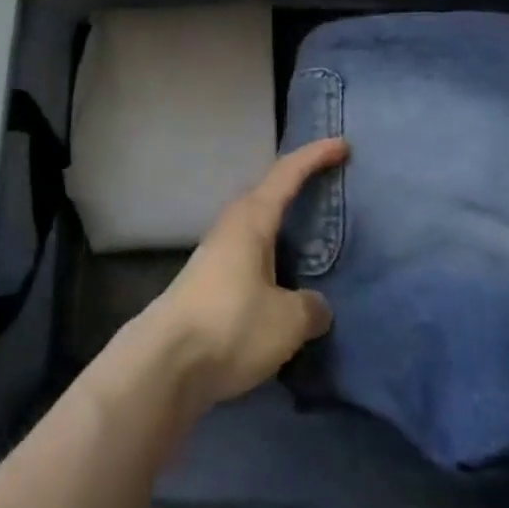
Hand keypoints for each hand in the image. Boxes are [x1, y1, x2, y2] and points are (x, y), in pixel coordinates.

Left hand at [139, 138, 348, 410]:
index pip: (288, 173)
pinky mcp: (210, 285)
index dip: (316, 156)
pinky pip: (252, 258)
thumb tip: (315, 307)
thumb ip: (310, 308)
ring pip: (259, 228)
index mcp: (252, 218)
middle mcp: (232, 226)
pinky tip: (286, 284)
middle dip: (298, 186)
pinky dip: (274, 260)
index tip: (343, 145)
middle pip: (270, 194)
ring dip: (284, 228)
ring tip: (313, 238)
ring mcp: (217, 254)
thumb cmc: (231, 324)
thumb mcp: (287, 320)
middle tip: (329, 185)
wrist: (165, 362)